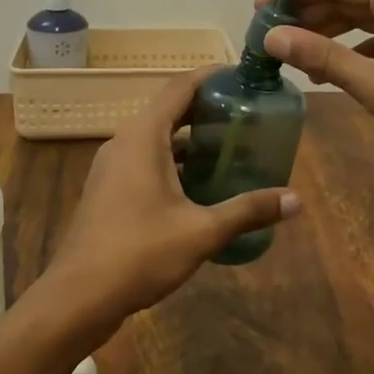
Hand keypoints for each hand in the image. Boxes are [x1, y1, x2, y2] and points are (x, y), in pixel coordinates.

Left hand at [37, 70, 299, 337]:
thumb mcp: (201, 232)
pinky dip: (174, 161)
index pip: (179, 88)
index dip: (210, 77)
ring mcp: (112, 167)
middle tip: (247, 114)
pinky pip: (145, 160)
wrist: (77, 297)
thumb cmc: (139, 253)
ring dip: (190, 139)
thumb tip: (296, 200)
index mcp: (143, 136)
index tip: (241, 76)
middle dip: (206, 109)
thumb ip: (247, 211)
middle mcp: (124, 141)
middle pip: (169, 110)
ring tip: (231, 146)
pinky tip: (200, 185)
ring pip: (156, 138)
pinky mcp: (109, 190)